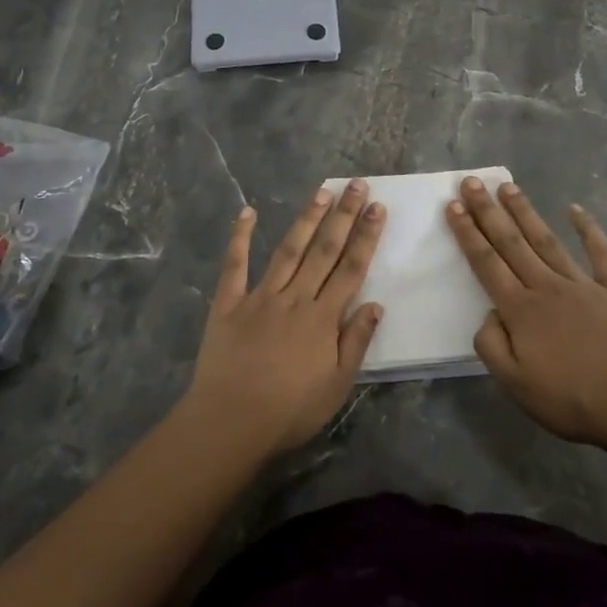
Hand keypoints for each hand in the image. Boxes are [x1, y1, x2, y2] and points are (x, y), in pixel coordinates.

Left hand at [185, 181, 385, 452]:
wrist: (231, 422)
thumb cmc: (289, 411)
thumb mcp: (336, 386)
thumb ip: (356, 342)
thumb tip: (376, 304)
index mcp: (323, 318)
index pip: (351, 269)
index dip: (366, 237)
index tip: (377, 208)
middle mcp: (295, 298)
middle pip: (324, 250)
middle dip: (343, 215)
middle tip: (356, 184)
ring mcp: (260, 296)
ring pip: (288, 250)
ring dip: (306, 218)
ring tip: (321, 191)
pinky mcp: (229, 303)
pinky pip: (235, 265)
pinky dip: (240, 237)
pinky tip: (247, 212)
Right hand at [447, 177, 606, 449]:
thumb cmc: (571, 400)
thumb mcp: (514, 384)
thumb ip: (491, 345)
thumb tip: (490, 313)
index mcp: (520, 310)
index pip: (487, 263)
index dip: (468, 233)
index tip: (453, 205)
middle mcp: (547, 287)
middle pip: (511, 242)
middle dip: (488, 211)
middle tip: (472, 181)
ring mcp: (583, 285)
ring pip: (547, 240)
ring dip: (525, 212)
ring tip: (508, 186)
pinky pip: (600, 253)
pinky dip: (589, 229)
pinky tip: (576, 210)